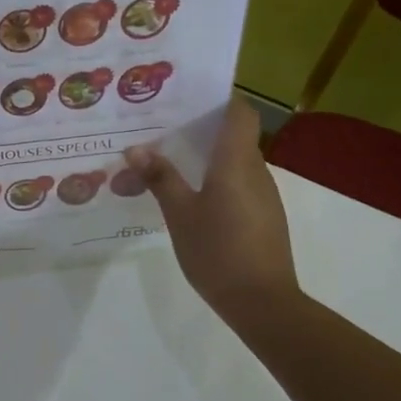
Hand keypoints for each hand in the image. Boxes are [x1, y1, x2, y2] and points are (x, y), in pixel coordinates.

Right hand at [124, 98, 300, 322]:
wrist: (262, 303)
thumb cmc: (218, 252)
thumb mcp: (180, 214)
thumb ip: (161, 178)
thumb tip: (136, 148)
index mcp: (236, 162)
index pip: (240, 112)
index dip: (220, 99)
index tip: (189, 97)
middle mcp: (256, 170)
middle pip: (236, 134)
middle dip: (203, 127)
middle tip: (165, 126)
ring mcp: (264, 195)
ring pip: (237, 161)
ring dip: (210, 155)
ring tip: (171, 158)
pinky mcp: (264, 216)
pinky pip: (240, 183)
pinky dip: (219, 179)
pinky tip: (192, 194)